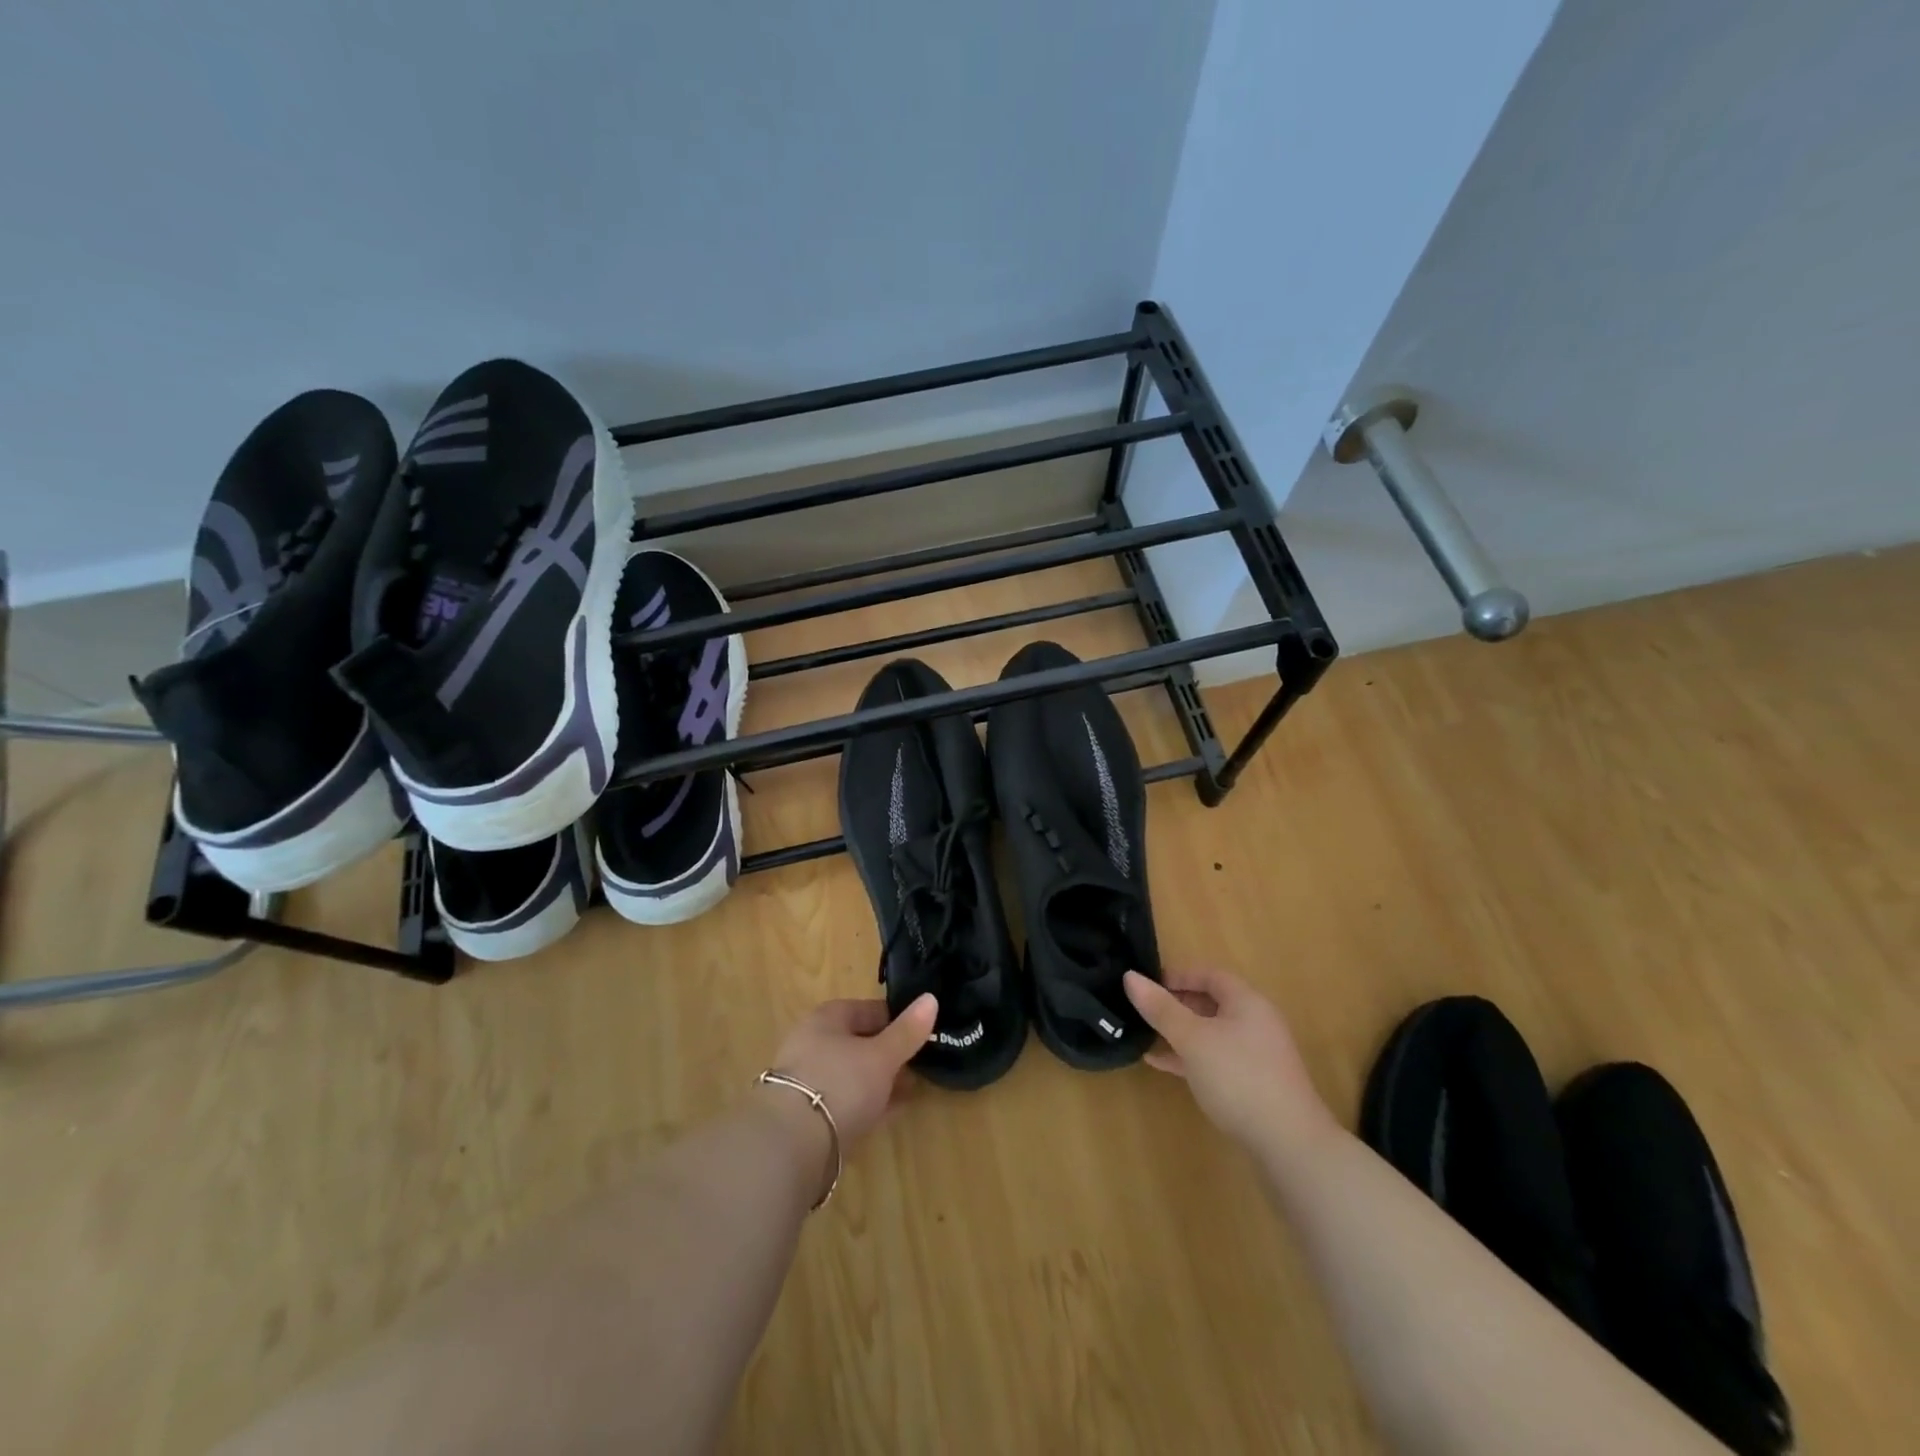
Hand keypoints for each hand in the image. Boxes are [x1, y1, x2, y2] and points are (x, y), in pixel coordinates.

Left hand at [769, 994, 937, 1144]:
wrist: (790, 1145)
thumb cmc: (839, 1083)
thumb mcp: (881, 1056)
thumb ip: (907, 1031)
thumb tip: (931, 998)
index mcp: (828, 1018)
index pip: (870, 1010)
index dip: (899, 1020)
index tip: (925, 1034)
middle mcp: (814, 1043)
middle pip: (860, 1041)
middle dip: (890, 1053)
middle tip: (921, 1064)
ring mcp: (810, 1079)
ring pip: (854, 1073)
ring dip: (881, 1080)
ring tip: (912, 1089)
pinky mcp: (810, 1114)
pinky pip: (848, 1100)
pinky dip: (869, 1102)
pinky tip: (891, 1112)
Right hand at [1124, 968, 1333, 1156]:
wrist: (1289, 1145)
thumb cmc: (1238, 1078)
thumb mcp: (1192, 1039)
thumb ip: (1161, 1008)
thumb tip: (1130, 976)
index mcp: (1247, 1002)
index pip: (1209, 975)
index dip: (1177, 975)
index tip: (1147, 984)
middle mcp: (1255, 1023)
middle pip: (1211, 1003)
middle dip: (1175, 1004)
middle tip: (1142, 1009)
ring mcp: (1256, 1056)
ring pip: (1210, 1033)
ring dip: (1179, 1032)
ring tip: (1144, 1035)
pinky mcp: (1252, 1084)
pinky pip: (1214, 1058)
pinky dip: (1189, 1056)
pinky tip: (1161, 1064)